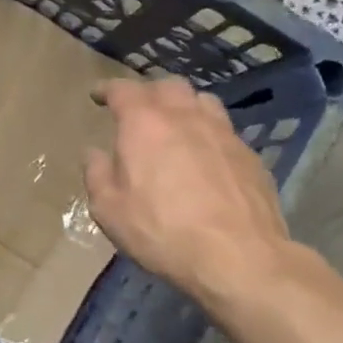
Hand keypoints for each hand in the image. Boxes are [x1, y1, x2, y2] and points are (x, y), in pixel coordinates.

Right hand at [84, 77, 295, 307]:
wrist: (238, 256)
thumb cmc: (162, 231)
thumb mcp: (109, 210)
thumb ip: (97, 175)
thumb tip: (94, 153)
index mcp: (144, 124)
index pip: (122, 90)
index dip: (107, 89)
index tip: (97, 96)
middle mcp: (184, 116)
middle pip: (167, 86)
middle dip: (148, 92)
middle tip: (137, 110)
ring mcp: (222, 132)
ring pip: (201, 100)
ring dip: (183, 105)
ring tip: (174, 124)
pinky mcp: (249, 154)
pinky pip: (223, 129)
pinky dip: (207, 132)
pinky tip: (204, 155)